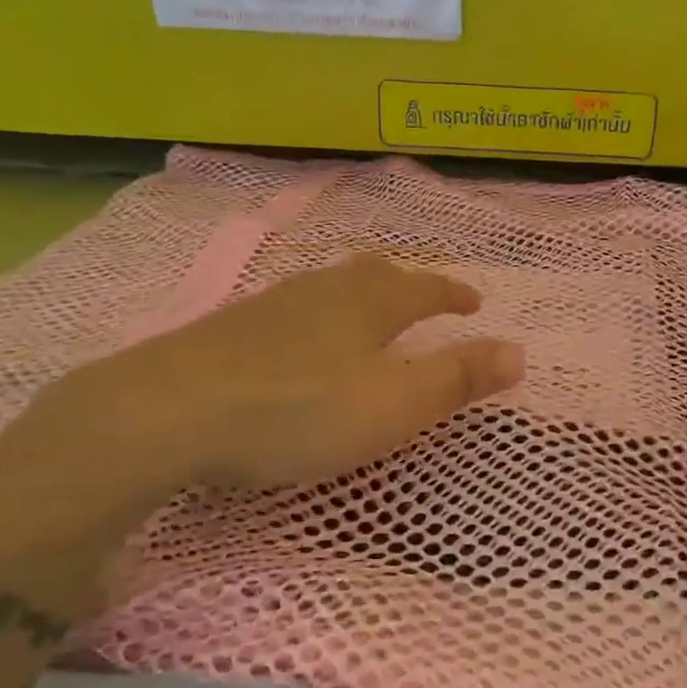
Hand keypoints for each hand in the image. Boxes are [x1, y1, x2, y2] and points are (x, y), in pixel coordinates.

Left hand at [42, 255, 523, 509]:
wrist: (168, 413)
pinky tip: (298, 340)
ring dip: (358, 295)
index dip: (453, 293)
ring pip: (328, 286)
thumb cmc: (298, 411)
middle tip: (420, 297)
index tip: (474, 301)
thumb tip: (519, 352)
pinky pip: (291, 308)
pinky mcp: (229, 329)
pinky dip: (315, 316)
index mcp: (368, 303)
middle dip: (405, 284)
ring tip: (365, 314)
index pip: (425, 287)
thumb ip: (458, 378)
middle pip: (373, 274)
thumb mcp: (393, 405)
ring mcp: (271, 305)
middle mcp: (323, 290)